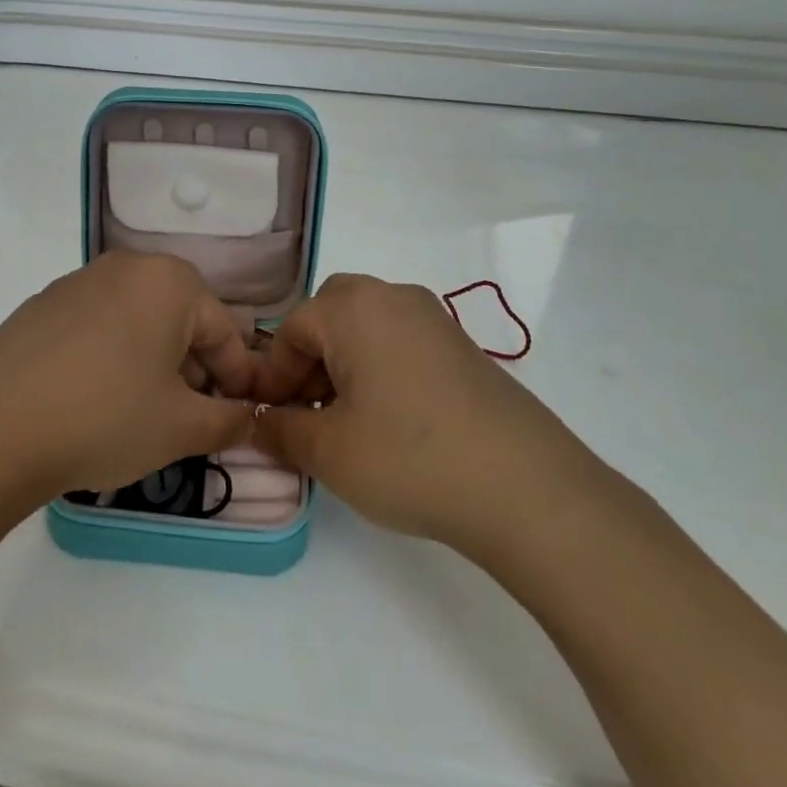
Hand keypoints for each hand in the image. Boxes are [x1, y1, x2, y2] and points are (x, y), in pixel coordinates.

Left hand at [0, 252, 258, 505]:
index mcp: (169, 282)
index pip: (224, 331)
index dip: (238, 379)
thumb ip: (230, 421)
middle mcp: (124, 268)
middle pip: (179, 320)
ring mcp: (76, 283)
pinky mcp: (40, 306)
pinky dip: (111, 357)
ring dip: (153, 363)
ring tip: (144, 412)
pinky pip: (96, 328)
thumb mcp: (183, 428)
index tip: (241, 417)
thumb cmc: (105, 418)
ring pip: (137, 322)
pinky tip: (96, 399)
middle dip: (194, 369)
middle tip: (192, 418)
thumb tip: (247, 417)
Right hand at [251, 274, 602, 552]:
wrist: (526, 489)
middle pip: (330, 315)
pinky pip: (401, 343)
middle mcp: (394, 297)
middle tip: (307, 409)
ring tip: (345, 422)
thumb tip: (259, 422)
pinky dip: (379, 370)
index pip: (291, 328)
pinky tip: (389, 422)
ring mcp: (435, 319)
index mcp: (354, 308)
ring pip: (367, 328)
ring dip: (343, 365)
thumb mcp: (327, 451)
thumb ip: (280, 430)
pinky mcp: (462, 347)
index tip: (270, 418)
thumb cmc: (409, 458)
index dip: (272, 375)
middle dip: (308, 359)